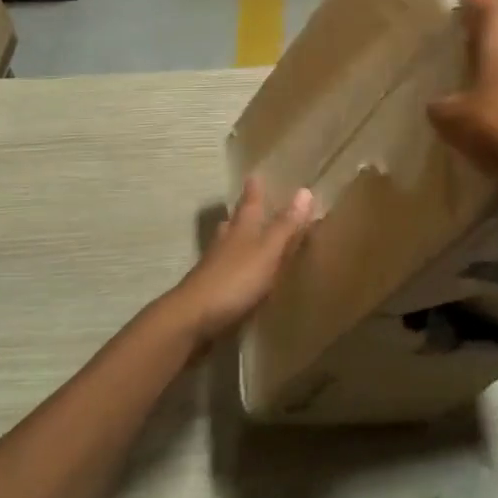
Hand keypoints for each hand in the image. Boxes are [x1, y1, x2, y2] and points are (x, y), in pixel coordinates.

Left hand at [165, 178, 313, 347]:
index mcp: (241, 230)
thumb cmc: (234, 280)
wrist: (192, 320)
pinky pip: (225, 273)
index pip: (249, 204)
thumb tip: (305, 190)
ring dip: (235, 241)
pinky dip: (234, 269)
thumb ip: (286, 226)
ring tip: (244, 239)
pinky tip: (240, 278)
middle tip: (247, 205)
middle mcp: (225, 244)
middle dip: (241, 214)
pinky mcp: (210, 293)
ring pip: (226, 247)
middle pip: (234, 223)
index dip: (254, 191)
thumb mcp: (267, 252)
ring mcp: (214, 269)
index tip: (254, 176)